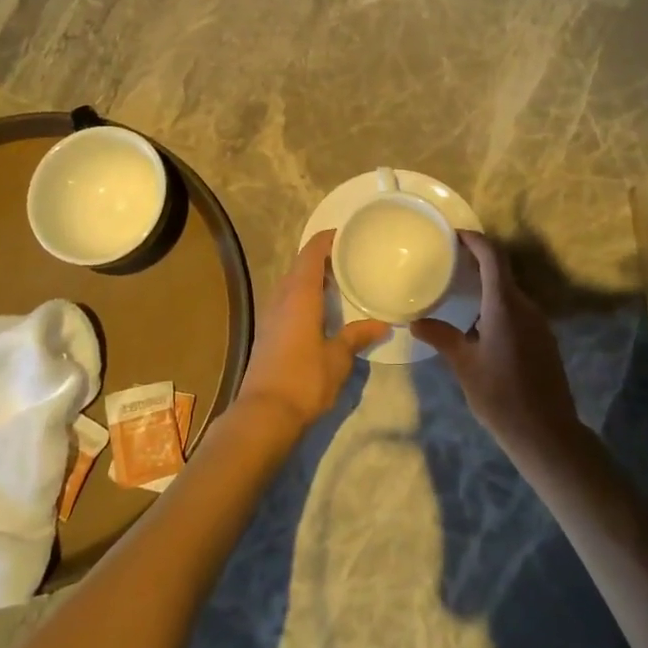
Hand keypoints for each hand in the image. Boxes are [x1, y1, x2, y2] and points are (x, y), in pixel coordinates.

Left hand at [235, 231, 388, 431]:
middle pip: (300, 265)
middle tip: (350, 258)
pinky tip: (321, 310)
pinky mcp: (267, 332)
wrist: (264, 414)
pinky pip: (287, 300)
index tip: (346, 233)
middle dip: (322, 258)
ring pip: (291, 284)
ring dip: (312, 278)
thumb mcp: (338, 358)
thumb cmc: (304, 379)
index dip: (326, 239)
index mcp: (299, 294)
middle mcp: (281, 297)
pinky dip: (304, 295)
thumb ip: (357, 336)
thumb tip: (382, 324)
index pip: (311, 253)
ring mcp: (271, 314)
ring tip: (339, 281)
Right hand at [413, 232, 579, 454]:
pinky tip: (478, 325)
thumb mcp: (465, 366)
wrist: (547, 434)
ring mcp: (538, 324)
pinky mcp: (543, 341)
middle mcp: (525, 307)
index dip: (476, 240)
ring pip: (510, 293)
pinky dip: (497, 306)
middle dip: (477, 262)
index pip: (493, 257)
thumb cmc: (501, 396)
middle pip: (502, 272)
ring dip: (487, 287)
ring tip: (459, 292)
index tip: (456, 234)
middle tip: (449, 263)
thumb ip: (442, 338)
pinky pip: (517, 311)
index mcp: (505, 306)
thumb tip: (416, 322)